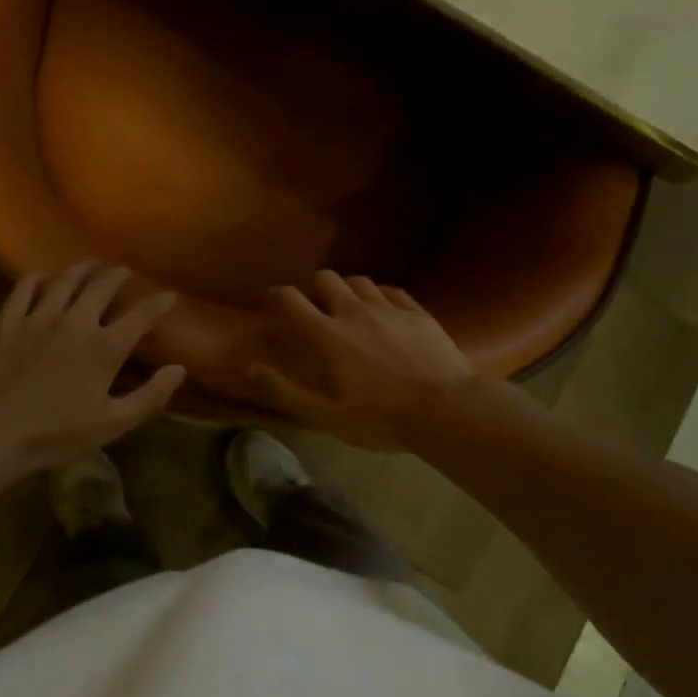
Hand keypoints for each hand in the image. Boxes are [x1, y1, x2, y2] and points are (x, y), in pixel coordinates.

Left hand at [0, 262, 185, 477]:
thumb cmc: (55, 435)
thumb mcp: (112, 425)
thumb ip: (150, 396)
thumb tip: (179, 369)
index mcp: (104, 348)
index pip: (141, 316)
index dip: (159, 303)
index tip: (170, 295)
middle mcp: (75, 322)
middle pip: (101, 286)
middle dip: (117, 275)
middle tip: (123, 271)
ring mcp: (38, 318)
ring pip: (64, 280)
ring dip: (81, 269)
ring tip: (90, 264)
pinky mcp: (7, 322)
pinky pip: (24, 288)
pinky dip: (36, 279)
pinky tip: (41, 277)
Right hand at [247, 270, 477, 450]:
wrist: (446, 409)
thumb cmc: (380, 418)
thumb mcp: (325, 415)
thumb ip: (285, 390)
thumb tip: (250, 367)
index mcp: (327, 336)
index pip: (290, 300)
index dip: (275, 296)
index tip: (270, 303)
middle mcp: (354, 312)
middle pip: (325, 278)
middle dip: (312, 287)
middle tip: (313, 306)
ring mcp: (389, 308)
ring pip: (359, 280)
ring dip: (346, 289)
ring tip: (347, 306)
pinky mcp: (417, 312)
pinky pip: (392, 291)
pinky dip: (379, 295)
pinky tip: (383, 310)